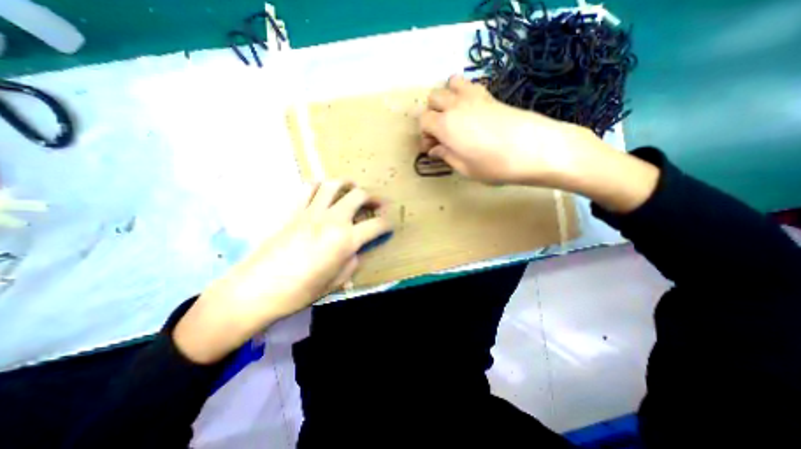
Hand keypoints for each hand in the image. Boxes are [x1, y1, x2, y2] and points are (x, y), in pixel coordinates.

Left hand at [174, 181, 393, 362]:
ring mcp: (311, 211)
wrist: (257, 289)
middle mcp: (332, 220)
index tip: (388, 225)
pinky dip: (320, 185)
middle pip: (359, 196)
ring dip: (348, 185)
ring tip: (352, 190)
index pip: (376, 225)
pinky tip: (324, 191)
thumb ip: (352, 261)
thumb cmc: (300, 291)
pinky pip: (309, 188)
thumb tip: (356, 249)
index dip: (387, 224)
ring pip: (334, 185)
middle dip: (373, 198)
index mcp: (346, 240)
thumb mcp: (337, 281)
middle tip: (376, 204)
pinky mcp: (293, 210)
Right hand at [422, 76, 597, 185]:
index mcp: (445, 125)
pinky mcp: (491, 95)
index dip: (424, 134)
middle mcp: (456, 105)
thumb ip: (446, 156)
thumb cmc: (495, 165)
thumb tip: (435, 149)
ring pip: (450, 84)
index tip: (432, 148)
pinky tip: (471, 111)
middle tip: (441, 132)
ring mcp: (474, 96)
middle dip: (432, 113)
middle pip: (433, 98)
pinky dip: (463, 93)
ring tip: (454, 116)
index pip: (423, 120)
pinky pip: (469, 85)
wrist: (536, 149)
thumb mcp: (465, 168)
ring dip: (447, 98)